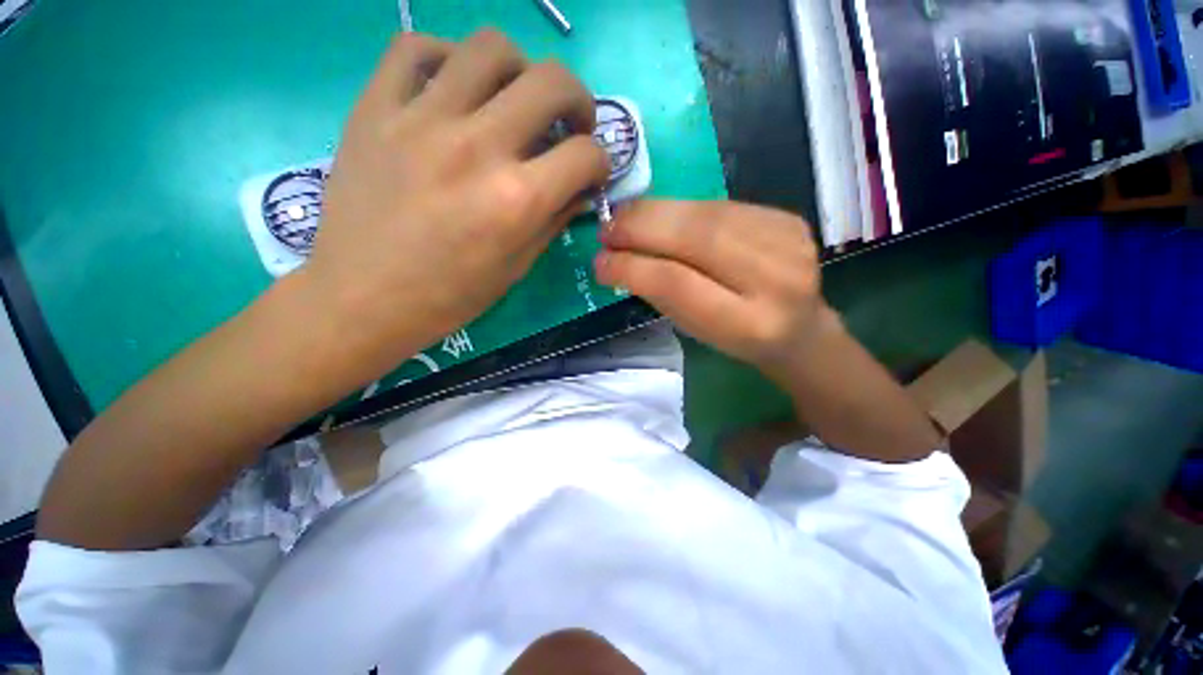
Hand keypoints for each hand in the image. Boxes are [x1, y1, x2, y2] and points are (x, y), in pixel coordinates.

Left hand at [303, 30, 609, 374]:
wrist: (362, 298)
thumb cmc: (450, 296)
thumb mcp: (516, 267)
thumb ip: (555, 220)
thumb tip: (581, 190)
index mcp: (517, 200)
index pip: (585, 155)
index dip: (599, 162)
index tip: (590, 171)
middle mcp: (478, 148)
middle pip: (552, 82)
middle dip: (577, 100)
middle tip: (569, 123)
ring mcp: (422, 119)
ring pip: (490, 47)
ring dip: (520, 69)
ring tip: (514, 99)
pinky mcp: (375, 108)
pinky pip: (415, 48)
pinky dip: (447, 58)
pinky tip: (454, 88)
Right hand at [595, 200, 830, 380]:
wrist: (799, 326)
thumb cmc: (737, 337)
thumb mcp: (696, 330)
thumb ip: (661, 294)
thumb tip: (615, 259)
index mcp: (749, 325)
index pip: (678, 284)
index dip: (632, 267)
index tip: (600, 261)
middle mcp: (776, 281)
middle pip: (695, 238)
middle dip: (641, 228)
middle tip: (607, 228)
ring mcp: (788, 243)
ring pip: (706, 215)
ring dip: (656, 213)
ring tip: (626, 217)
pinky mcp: (789, 218)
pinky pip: (721, 207)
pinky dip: (683, 210)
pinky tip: (663, 216)